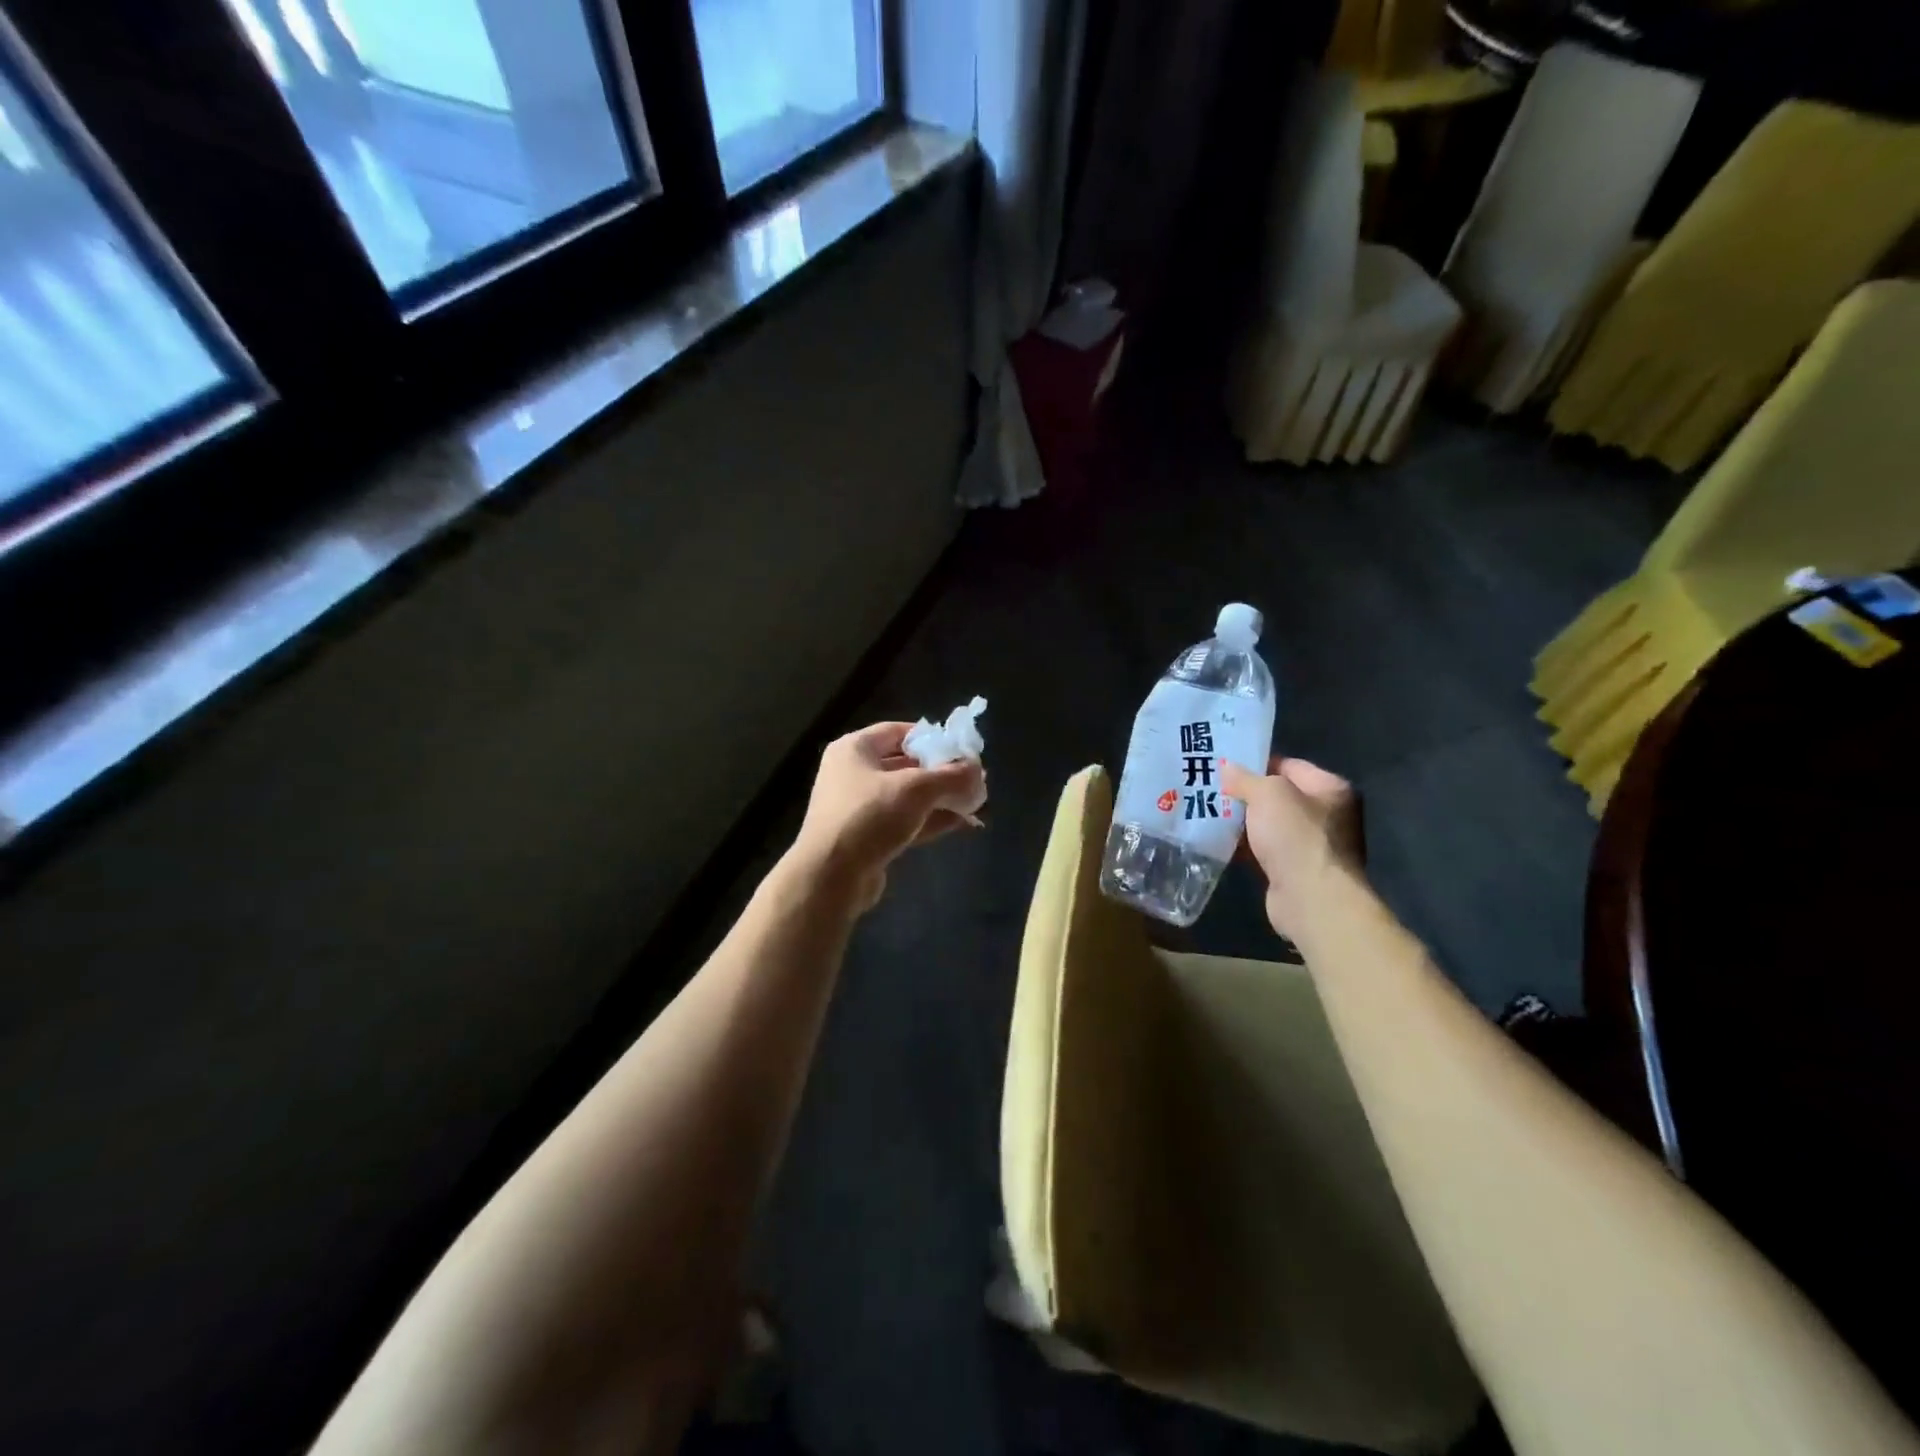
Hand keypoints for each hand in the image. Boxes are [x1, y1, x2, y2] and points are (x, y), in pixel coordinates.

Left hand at [789, 723, 987, 912]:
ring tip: (975, 802)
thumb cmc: (870, 817)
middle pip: (905, 765)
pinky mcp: (867, 838)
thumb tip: (978, 770)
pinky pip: (904, 822)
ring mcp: (859, 808)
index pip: (898, 732)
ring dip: (941, 799)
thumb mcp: (916, 790)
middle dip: (942, 772)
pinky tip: (962, 823)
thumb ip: (951, 777)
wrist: (830, 877)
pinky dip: (930, 820)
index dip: (931, 737)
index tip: (961, 748)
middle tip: (974, 778)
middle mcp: (853, 774)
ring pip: (907, 797)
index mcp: (854, 749)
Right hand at [1221, 757, 1364, 939]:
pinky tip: (1222, 843)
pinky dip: (1247, 847)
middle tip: (1213, 790)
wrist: (1311, 898)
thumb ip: (1246, 778)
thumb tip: (1227, 768)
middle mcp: (1328, 815)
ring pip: (1270, 825)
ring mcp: (1313, 845)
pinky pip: (1267, 850)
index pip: (1289, 766)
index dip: (1257, 764)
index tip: (1226, 766)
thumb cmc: (1296, 836)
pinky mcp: (1296, 871)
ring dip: (1244, 822)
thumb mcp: (1267, 794)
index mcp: (1330, 789)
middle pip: (1279, 796)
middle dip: (1247, 794)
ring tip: (1210, 814)